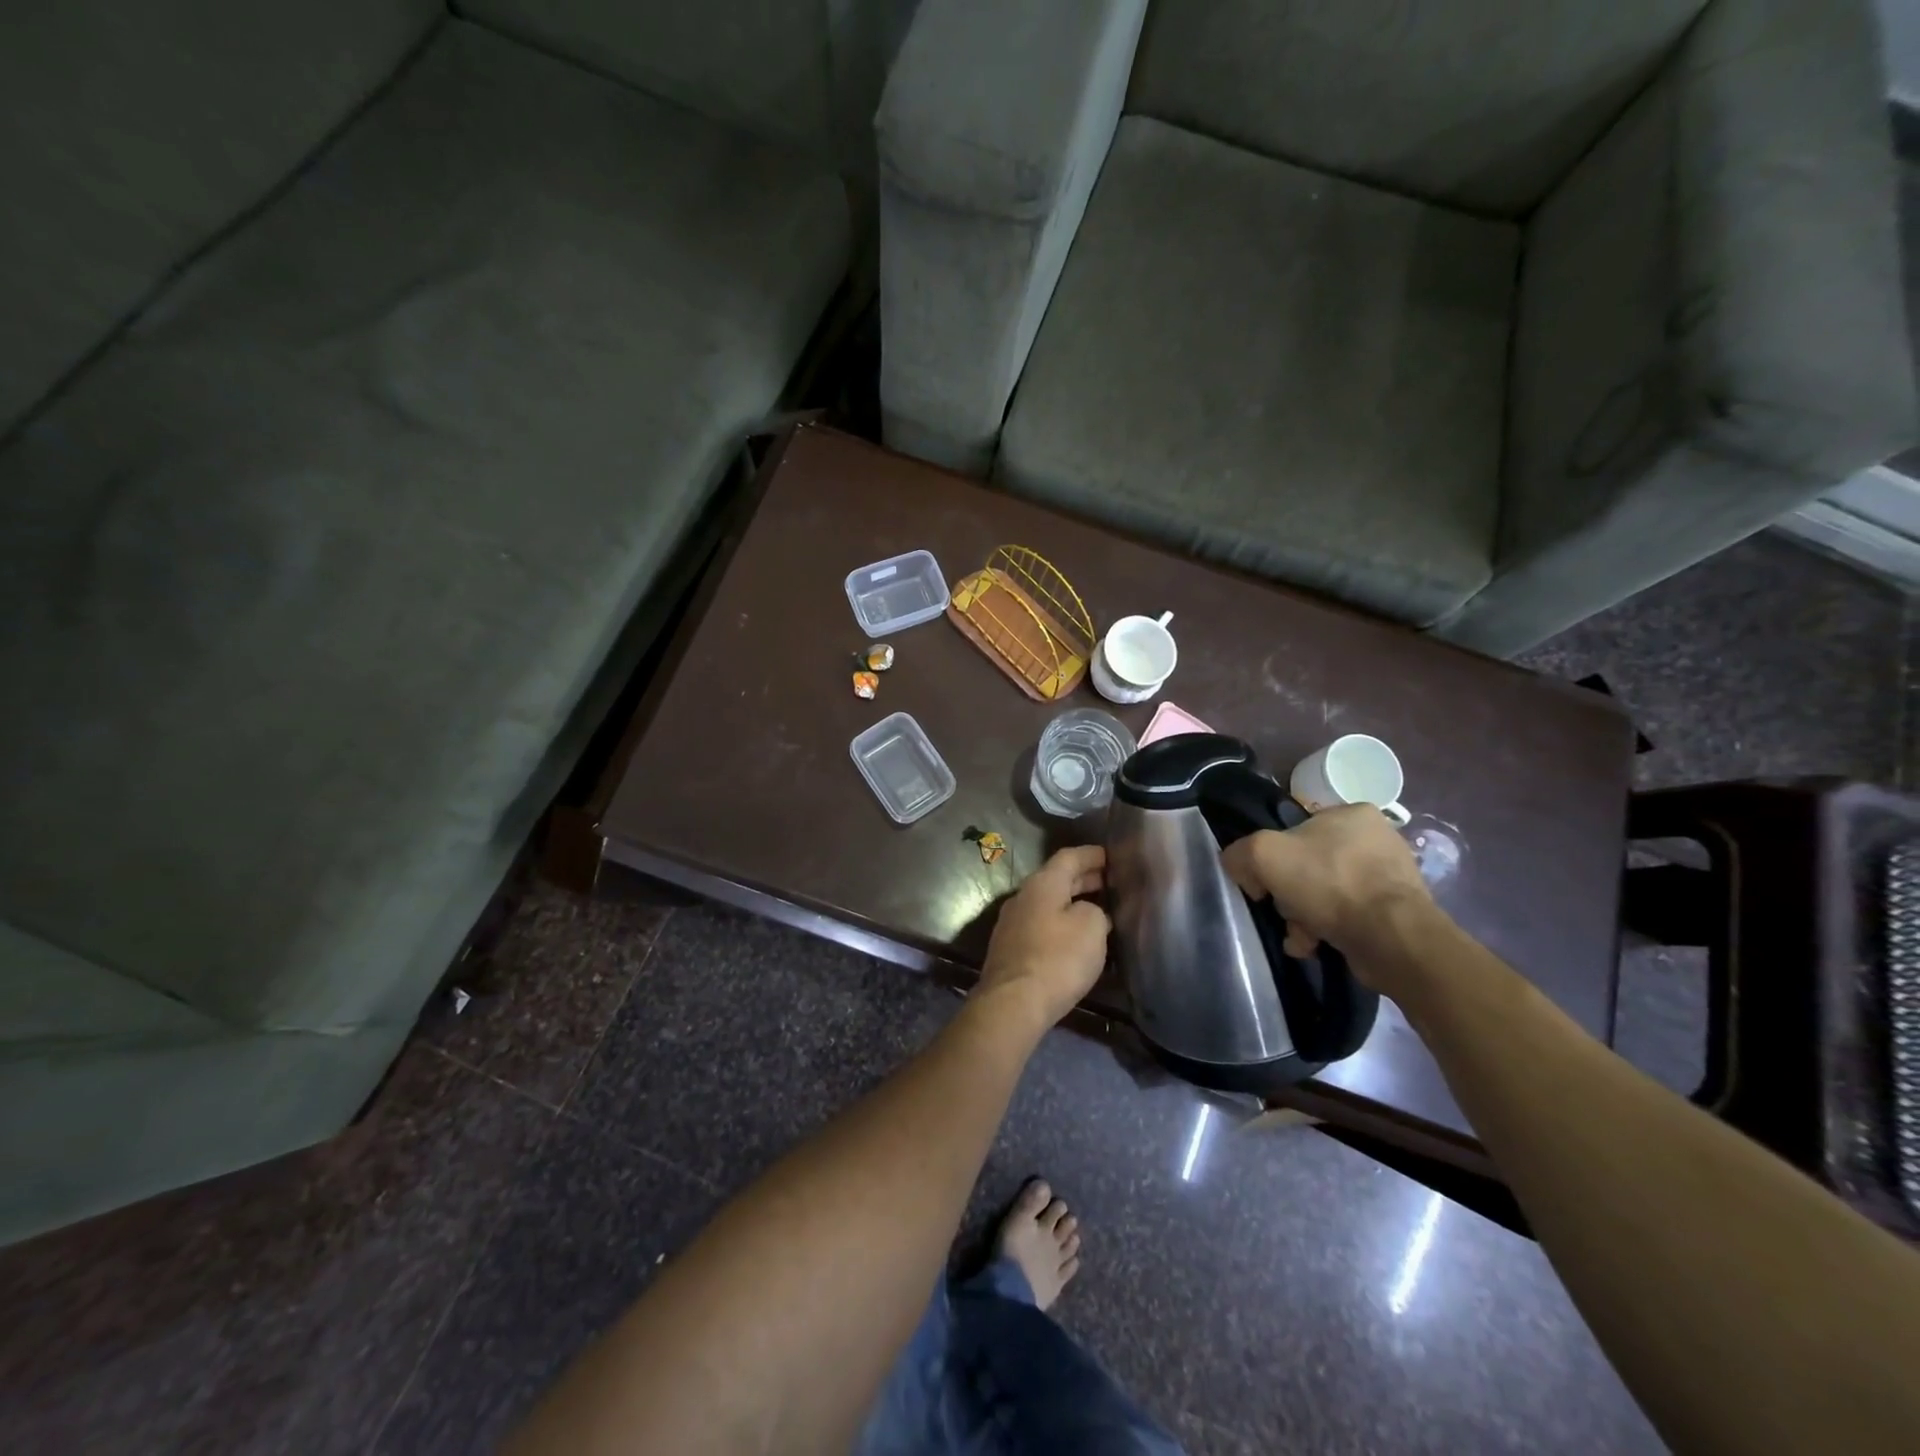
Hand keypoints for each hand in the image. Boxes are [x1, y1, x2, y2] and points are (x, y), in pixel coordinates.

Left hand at [978, 845, 1109, 1029]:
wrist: (1013, 1003)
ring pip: (1048, 903)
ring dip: (1072, 902)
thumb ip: (1095, 910)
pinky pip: (1041, 924)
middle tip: (1111, 882)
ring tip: (1099, 909)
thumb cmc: (1057, 958)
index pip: (1069, 857)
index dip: (1092, 854)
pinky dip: (1061, 923)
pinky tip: (1076, 937)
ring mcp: (1013, 923)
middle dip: (1084, 879)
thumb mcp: (1091, 927)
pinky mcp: (1011, 948)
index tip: (1111, 856)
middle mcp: (1023, 896)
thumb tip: (1088, 912)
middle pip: (1057, 879)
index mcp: (1042, 883)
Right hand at [1220, 805, 1433, 982]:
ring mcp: (1391, 875)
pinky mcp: (1398, 910)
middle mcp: (1376, 838)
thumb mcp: (1264, 854)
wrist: (1392, 938)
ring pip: (1327, 893)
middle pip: (1309, 865)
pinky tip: (1316, 945)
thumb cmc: (1329, 883)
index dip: (1272, 858)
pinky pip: (1349, 916)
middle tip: (1284, 911)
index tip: (1265, 884)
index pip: (1295, 830)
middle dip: (1290, 894)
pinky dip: (1328, 930)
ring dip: (1305, 916)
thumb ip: (1240, 853)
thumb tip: (1241, 868)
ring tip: (1300, 937)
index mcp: (1352, 813)